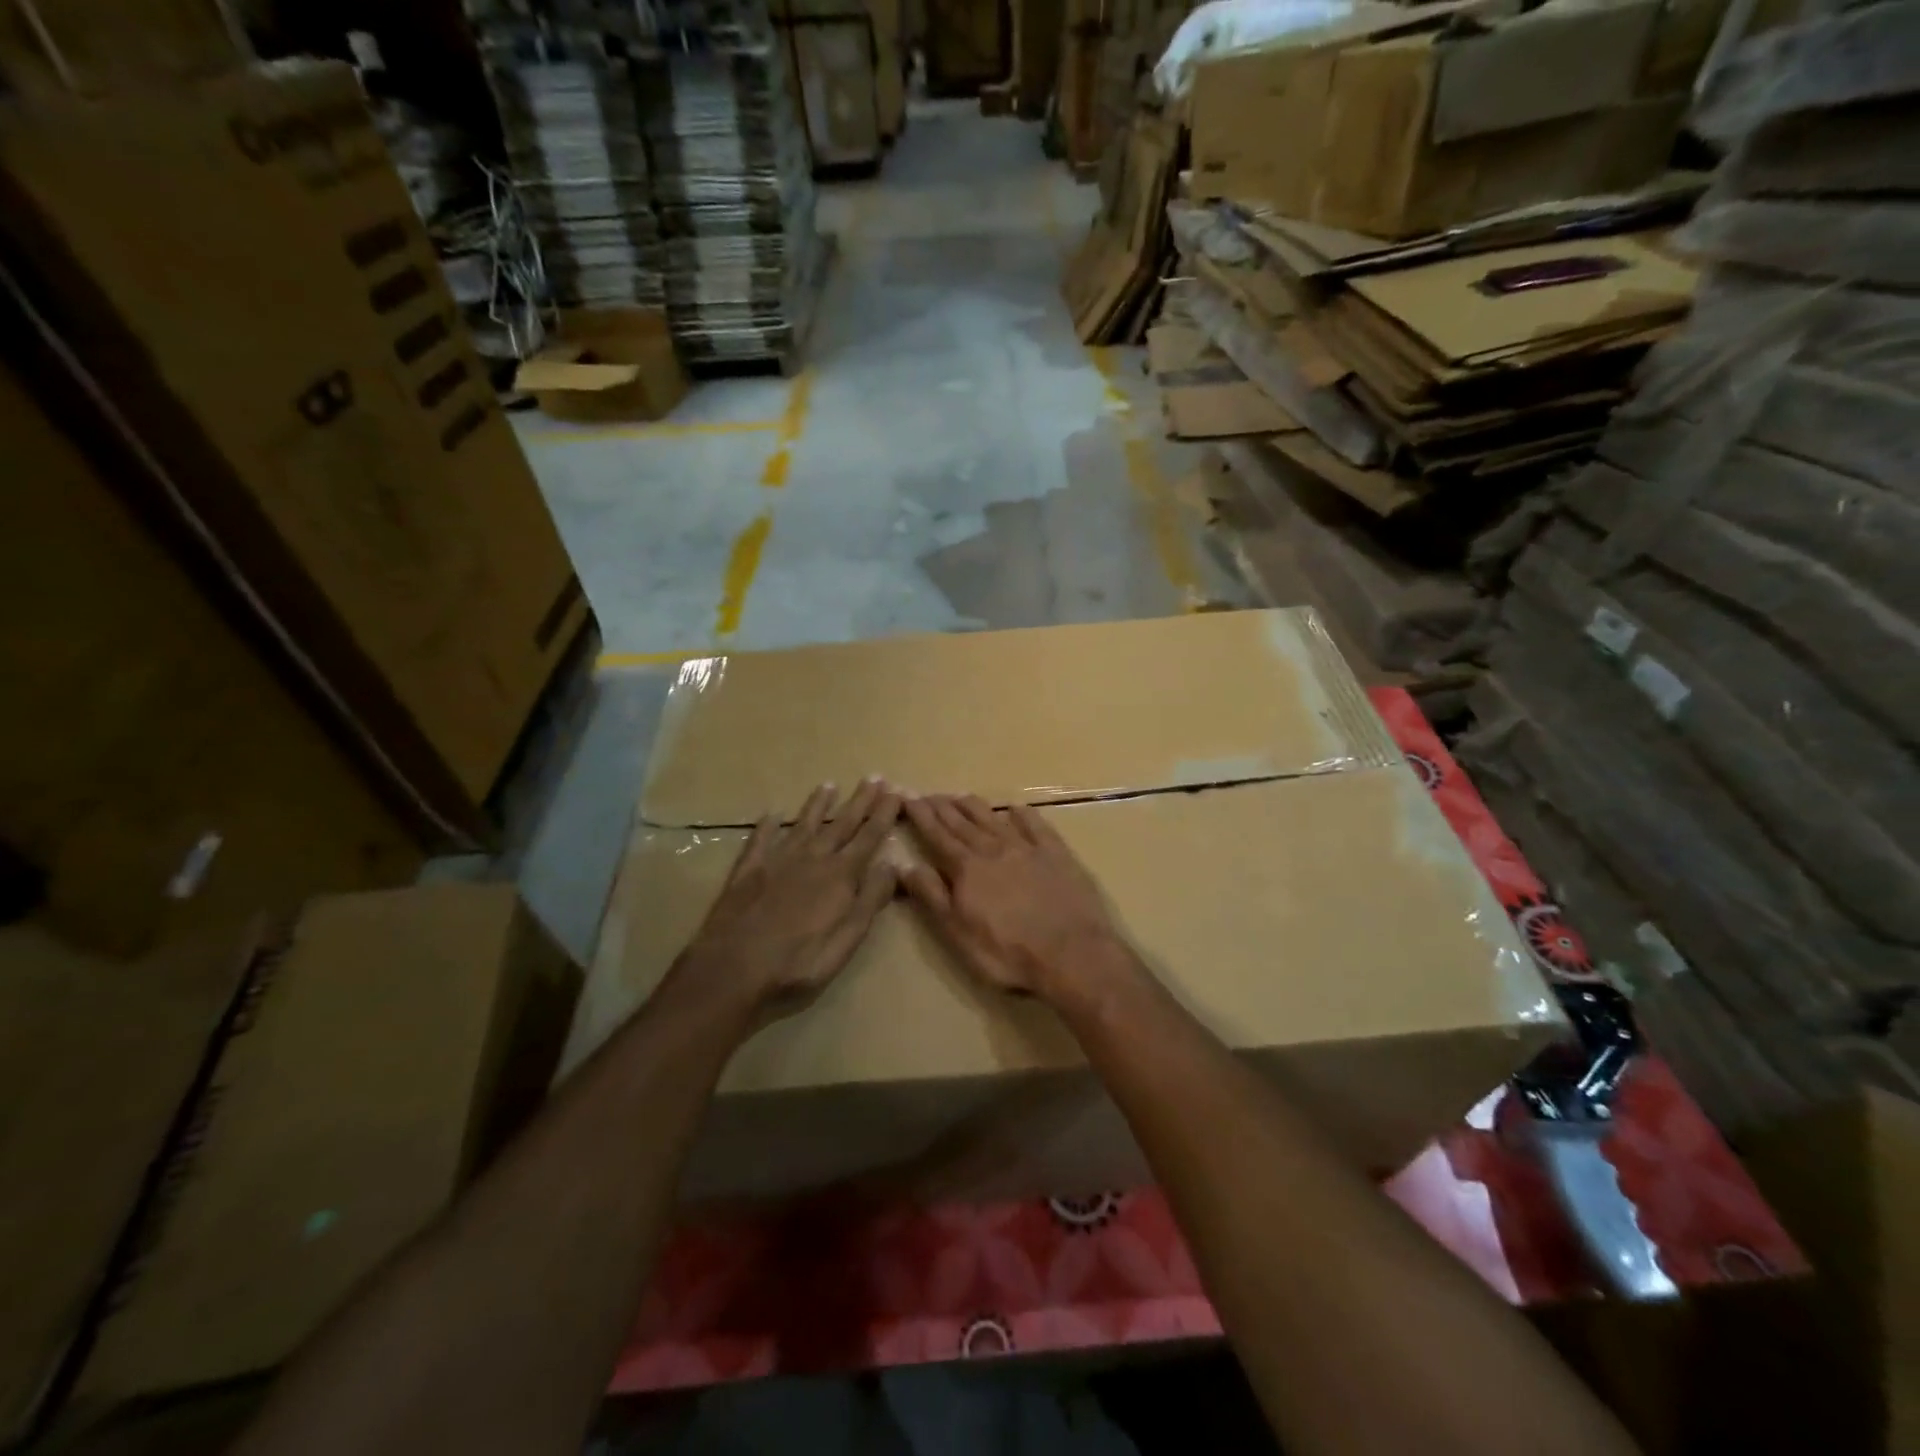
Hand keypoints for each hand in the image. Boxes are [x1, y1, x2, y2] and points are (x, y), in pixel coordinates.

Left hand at [664, 779, 902, 1021]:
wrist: (733, 968)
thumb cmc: (798, 962)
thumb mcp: (847, 940)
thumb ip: (870, 900)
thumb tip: (892, 863)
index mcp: (840, 876)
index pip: (868, 837)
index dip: (884, 814)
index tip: (895, 792)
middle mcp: (812, 859)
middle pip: (840, 824)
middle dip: (860, 801)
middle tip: (873, 777)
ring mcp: (777, 860)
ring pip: (803, 825)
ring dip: (818, 805)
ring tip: (828, 784)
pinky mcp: (748, 870)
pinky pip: (761, 840)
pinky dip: (767, 825)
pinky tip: (771, 814)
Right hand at [900, 794, 1134, 1004]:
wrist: (1072, 954)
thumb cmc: (1007, 953)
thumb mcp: (958, 933)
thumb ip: (932, 896)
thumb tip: (905, 864)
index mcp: (967, 869)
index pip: (938, 836)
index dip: (922, 817)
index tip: (909, 798)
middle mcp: (994, 850)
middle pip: (964, 824)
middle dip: (943, 807)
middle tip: (929, 793)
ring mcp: (1028, 849)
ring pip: (995, 820)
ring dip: (976, 806)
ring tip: (961, 796)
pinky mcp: (1057, 855)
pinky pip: (1037, 826)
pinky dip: (1024, 815)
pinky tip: (1016, 808)